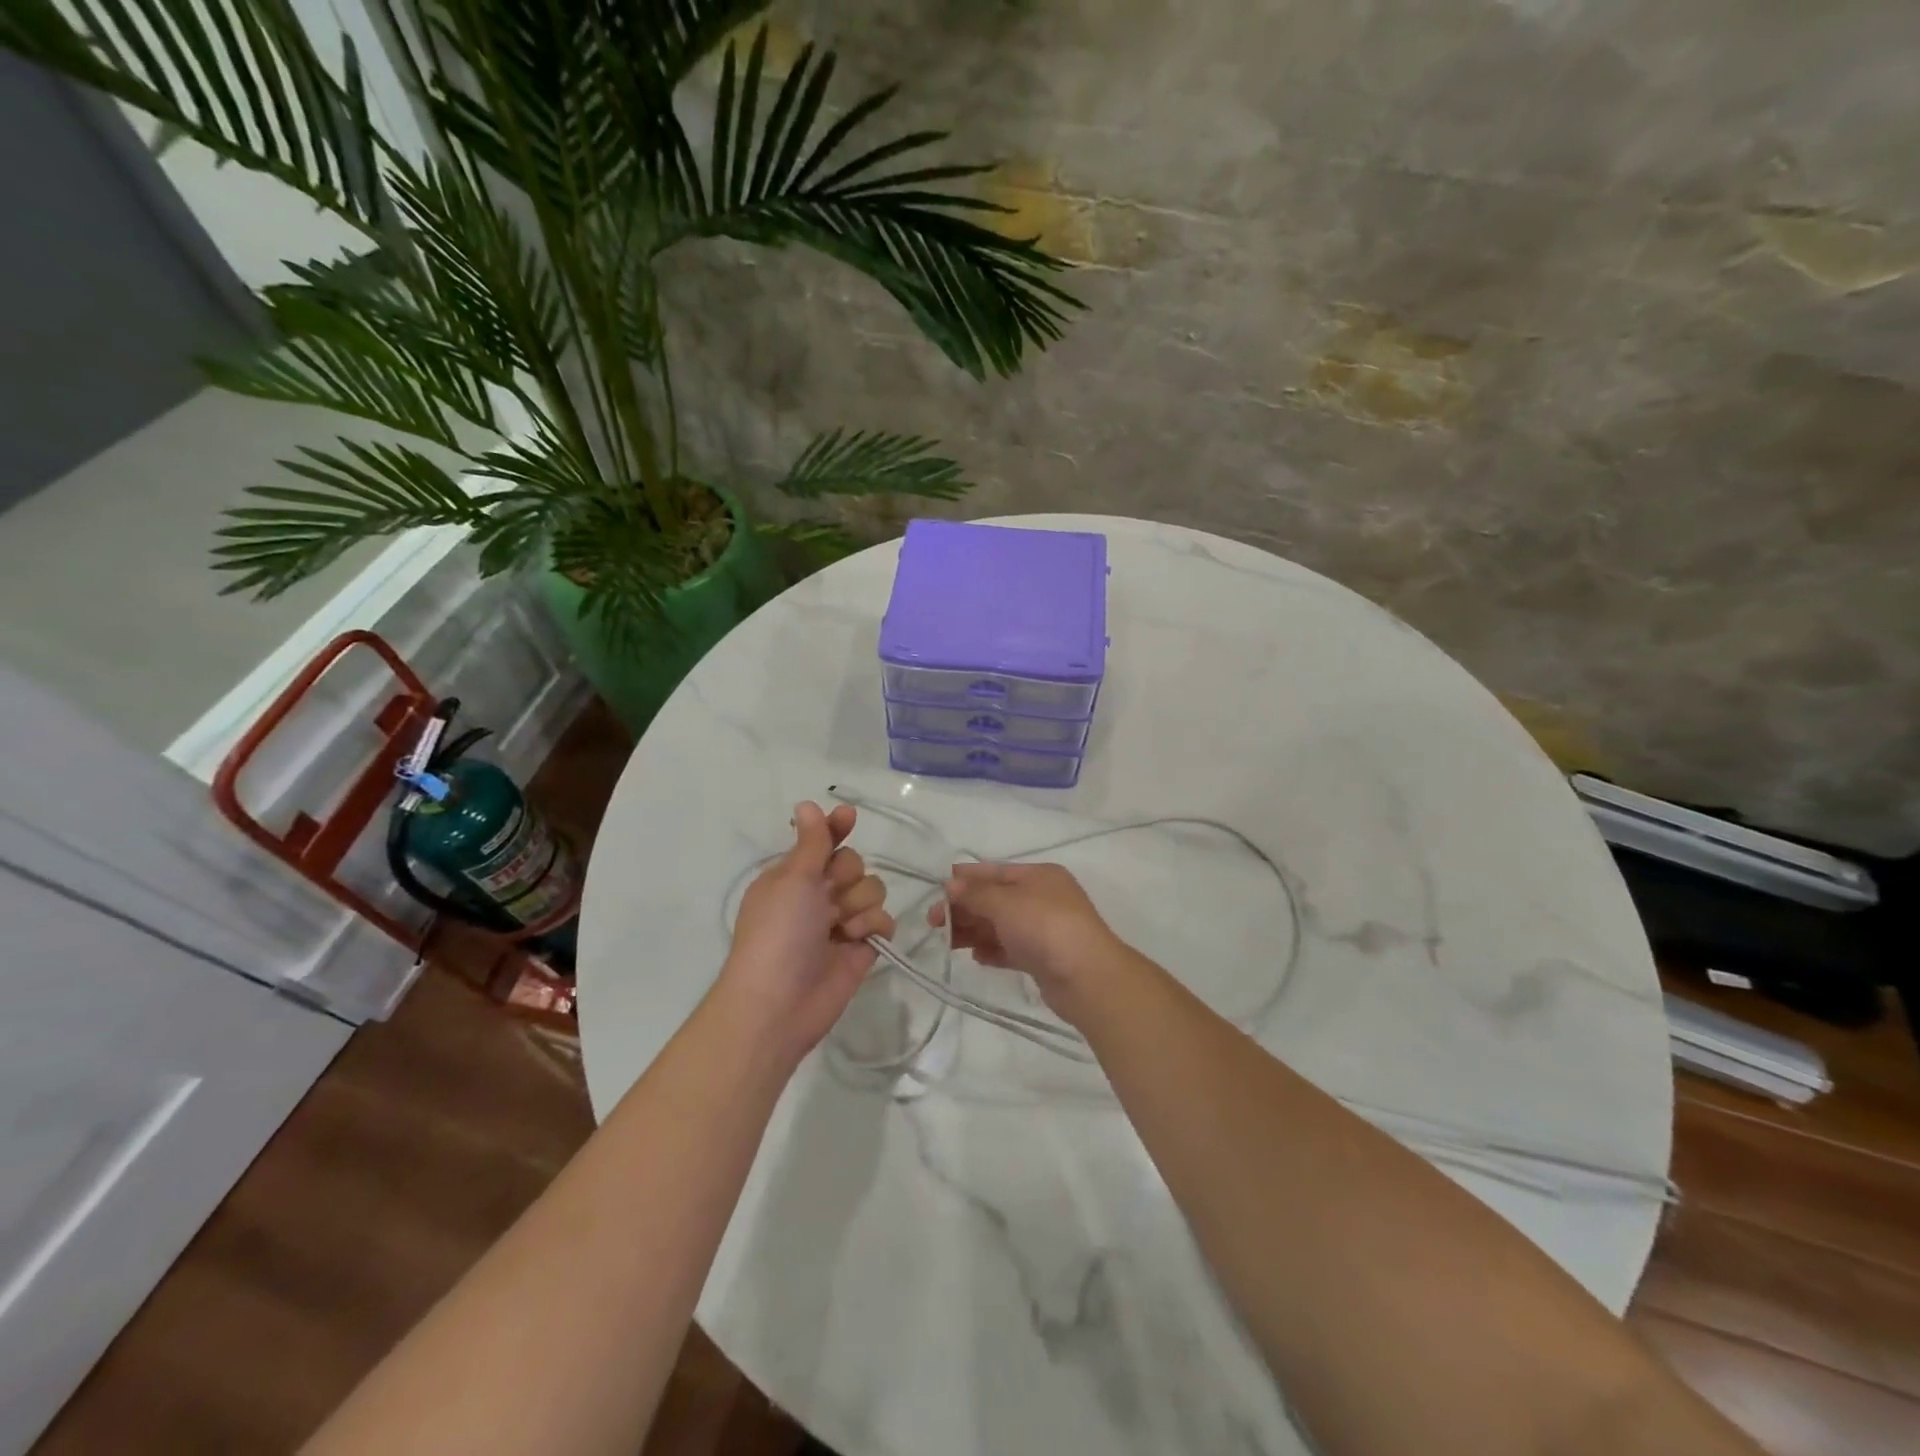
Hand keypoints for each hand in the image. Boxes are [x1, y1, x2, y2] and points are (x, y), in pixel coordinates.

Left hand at [719, 802, 892, 1060]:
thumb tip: (807, 803)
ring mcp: (840, 922)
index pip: (822, 841)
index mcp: (793, 876)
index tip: (849, 816)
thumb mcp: (792, 879)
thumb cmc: (778, 933)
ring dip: (859, 904)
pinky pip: (883, 920)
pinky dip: (872, 926)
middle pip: (854, 863)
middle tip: (828, 896)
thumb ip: (812, 842)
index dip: (837, 828)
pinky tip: (856, 940)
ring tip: (839, 927)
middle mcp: (817, 895)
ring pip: (872, 890)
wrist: (779, 1003)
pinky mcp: (862, 947)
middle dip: (847, 877)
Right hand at [929, 862, 1123, 1023]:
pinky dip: (992, 950)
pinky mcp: (1043, 958)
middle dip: (964, 908)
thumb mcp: (1005, 903)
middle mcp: (1042, 898)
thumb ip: (975, 894)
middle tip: (933, 922)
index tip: (937, 888)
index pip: (995, 871)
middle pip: (995, 899)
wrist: (1086, 977)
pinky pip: (1011, 949)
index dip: (966, 878)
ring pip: (1000, 925)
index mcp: (1038, 876)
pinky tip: (976, 957)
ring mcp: (1044, 929)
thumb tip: (950, 884)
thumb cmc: (1045, 927)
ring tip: (948, 943)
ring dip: (973, 930)